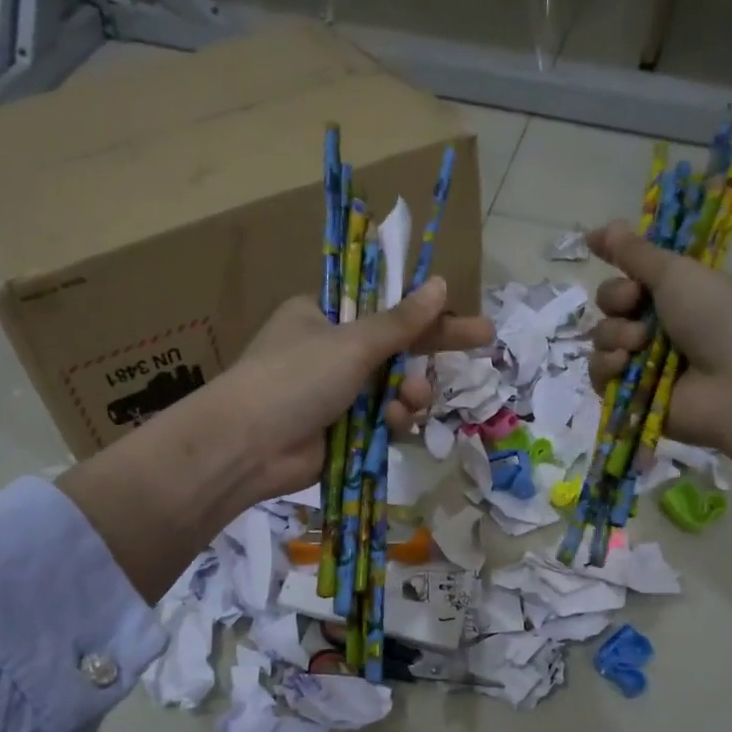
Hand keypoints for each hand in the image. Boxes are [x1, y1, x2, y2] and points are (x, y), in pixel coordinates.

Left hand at [58, 278, 491, 601]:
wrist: (248, 447)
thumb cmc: (295, 378)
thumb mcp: (351, 343)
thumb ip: (400, 322)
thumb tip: (439, 285)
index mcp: (324, 316)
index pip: (385, 308)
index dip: (428, 311)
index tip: (466, 313)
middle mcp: (330, 351)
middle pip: (396, 348)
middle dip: (430, 351)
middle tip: (484, 341)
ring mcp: (335, 394)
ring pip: (393, 388)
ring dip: (410, 392)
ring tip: (410, 400)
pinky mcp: (340, 431)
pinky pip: (382, 420)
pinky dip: (394, 420)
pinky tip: (395, 423)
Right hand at [584, 218, 731, 467]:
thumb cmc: (722, 319)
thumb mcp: (680, 274)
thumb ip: (636, 253)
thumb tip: (602, 225)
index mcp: (681, 293)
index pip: (635, 273)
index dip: (619, 262)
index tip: (595, 245)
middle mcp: (662, 326)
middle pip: (612, 304)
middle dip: (616, 299)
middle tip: (635, 302)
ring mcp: (647, 363)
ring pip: (603, 338)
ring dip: (614, 334)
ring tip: (638, 342)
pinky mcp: (633, 396)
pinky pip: (600, 374)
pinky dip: (607, 366)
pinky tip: (625, 364)